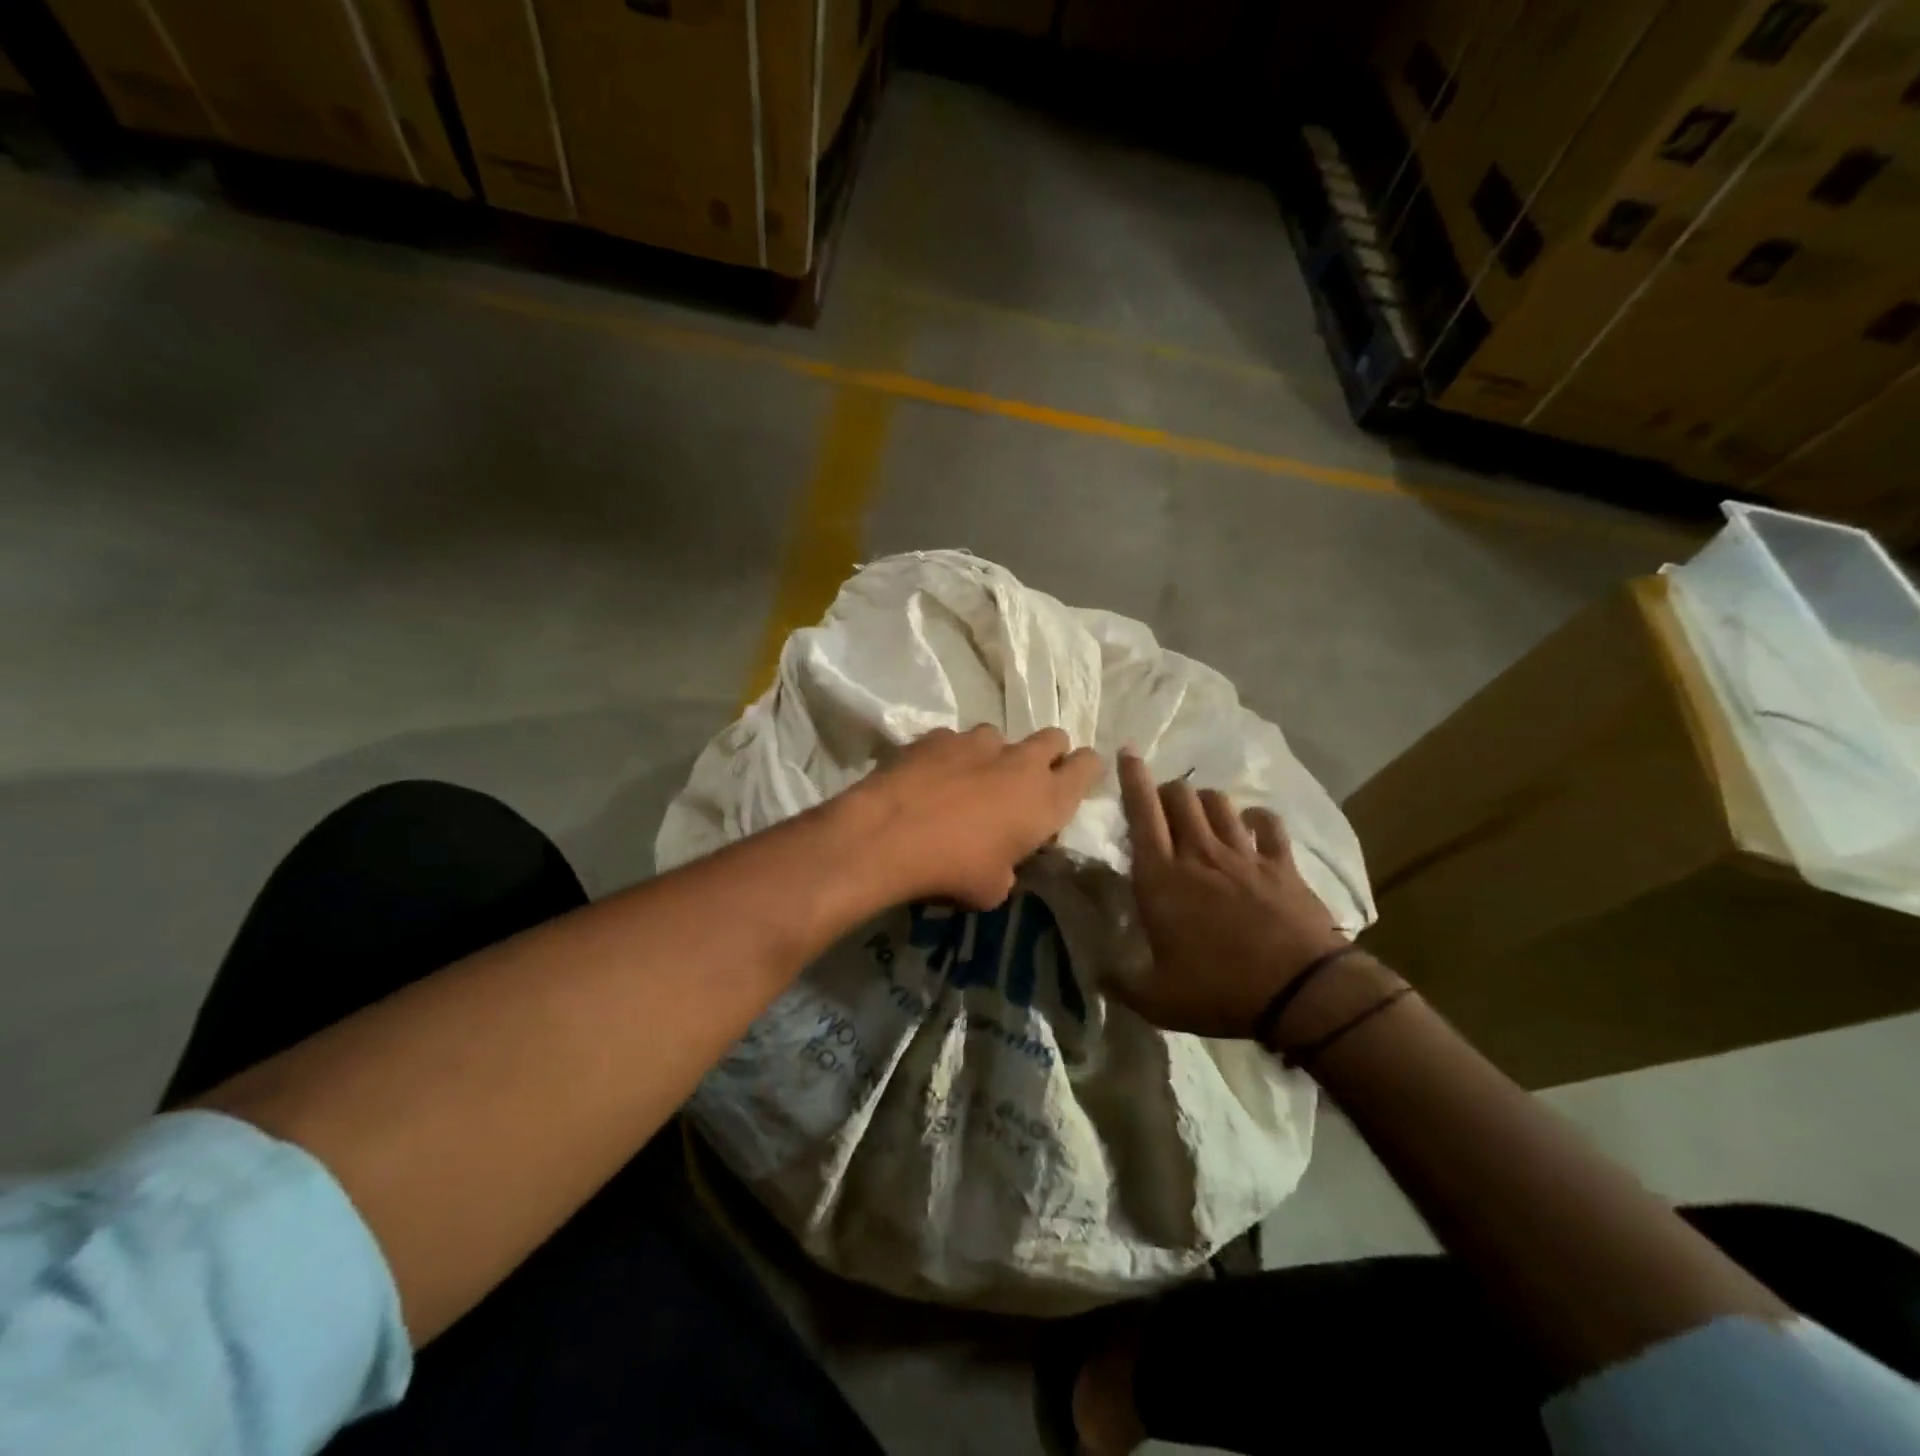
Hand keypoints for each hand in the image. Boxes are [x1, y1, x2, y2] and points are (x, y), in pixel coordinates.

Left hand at [848, 726, 1102, 909]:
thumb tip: (1002, 860)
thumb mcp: (994, 887)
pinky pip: (955, 741)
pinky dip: (950, 756)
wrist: (889, 834)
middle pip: (1054, 738)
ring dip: (993, 755)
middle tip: (1025, 780)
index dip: (1084, 770)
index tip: (1072, 781)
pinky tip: (929, 778)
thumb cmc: (953, 869)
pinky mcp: (938, 735)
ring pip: (1000, 736)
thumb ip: (1009, 865)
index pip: (1088, 766)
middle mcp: (1020, 761)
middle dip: (1047, 753)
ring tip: (968, 780)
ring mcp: (978, 742)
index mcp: (1046, 799)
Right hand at [1113, 749, 1349, 1038]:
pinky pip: (1267, 823)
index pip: (1141, 813)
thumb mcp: (1157, 1000)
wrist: (1300, 992)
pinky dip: (1256, 819)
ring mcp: (1243, 854)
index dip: (1132, 778)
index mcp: (1161, 878)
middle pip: (1179, 796)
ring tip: (1200, 814)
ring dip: (1204, 801)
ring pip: (1218, 802)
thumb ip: (1121, 983)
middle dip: (1166, 790)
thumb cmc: (1219, 990)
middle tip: (1161, 805)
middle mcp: (1198, 854)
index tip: (1126, 752)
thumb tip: (1096, 974)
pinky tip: (1252, 826)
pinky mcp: (1281, 864)